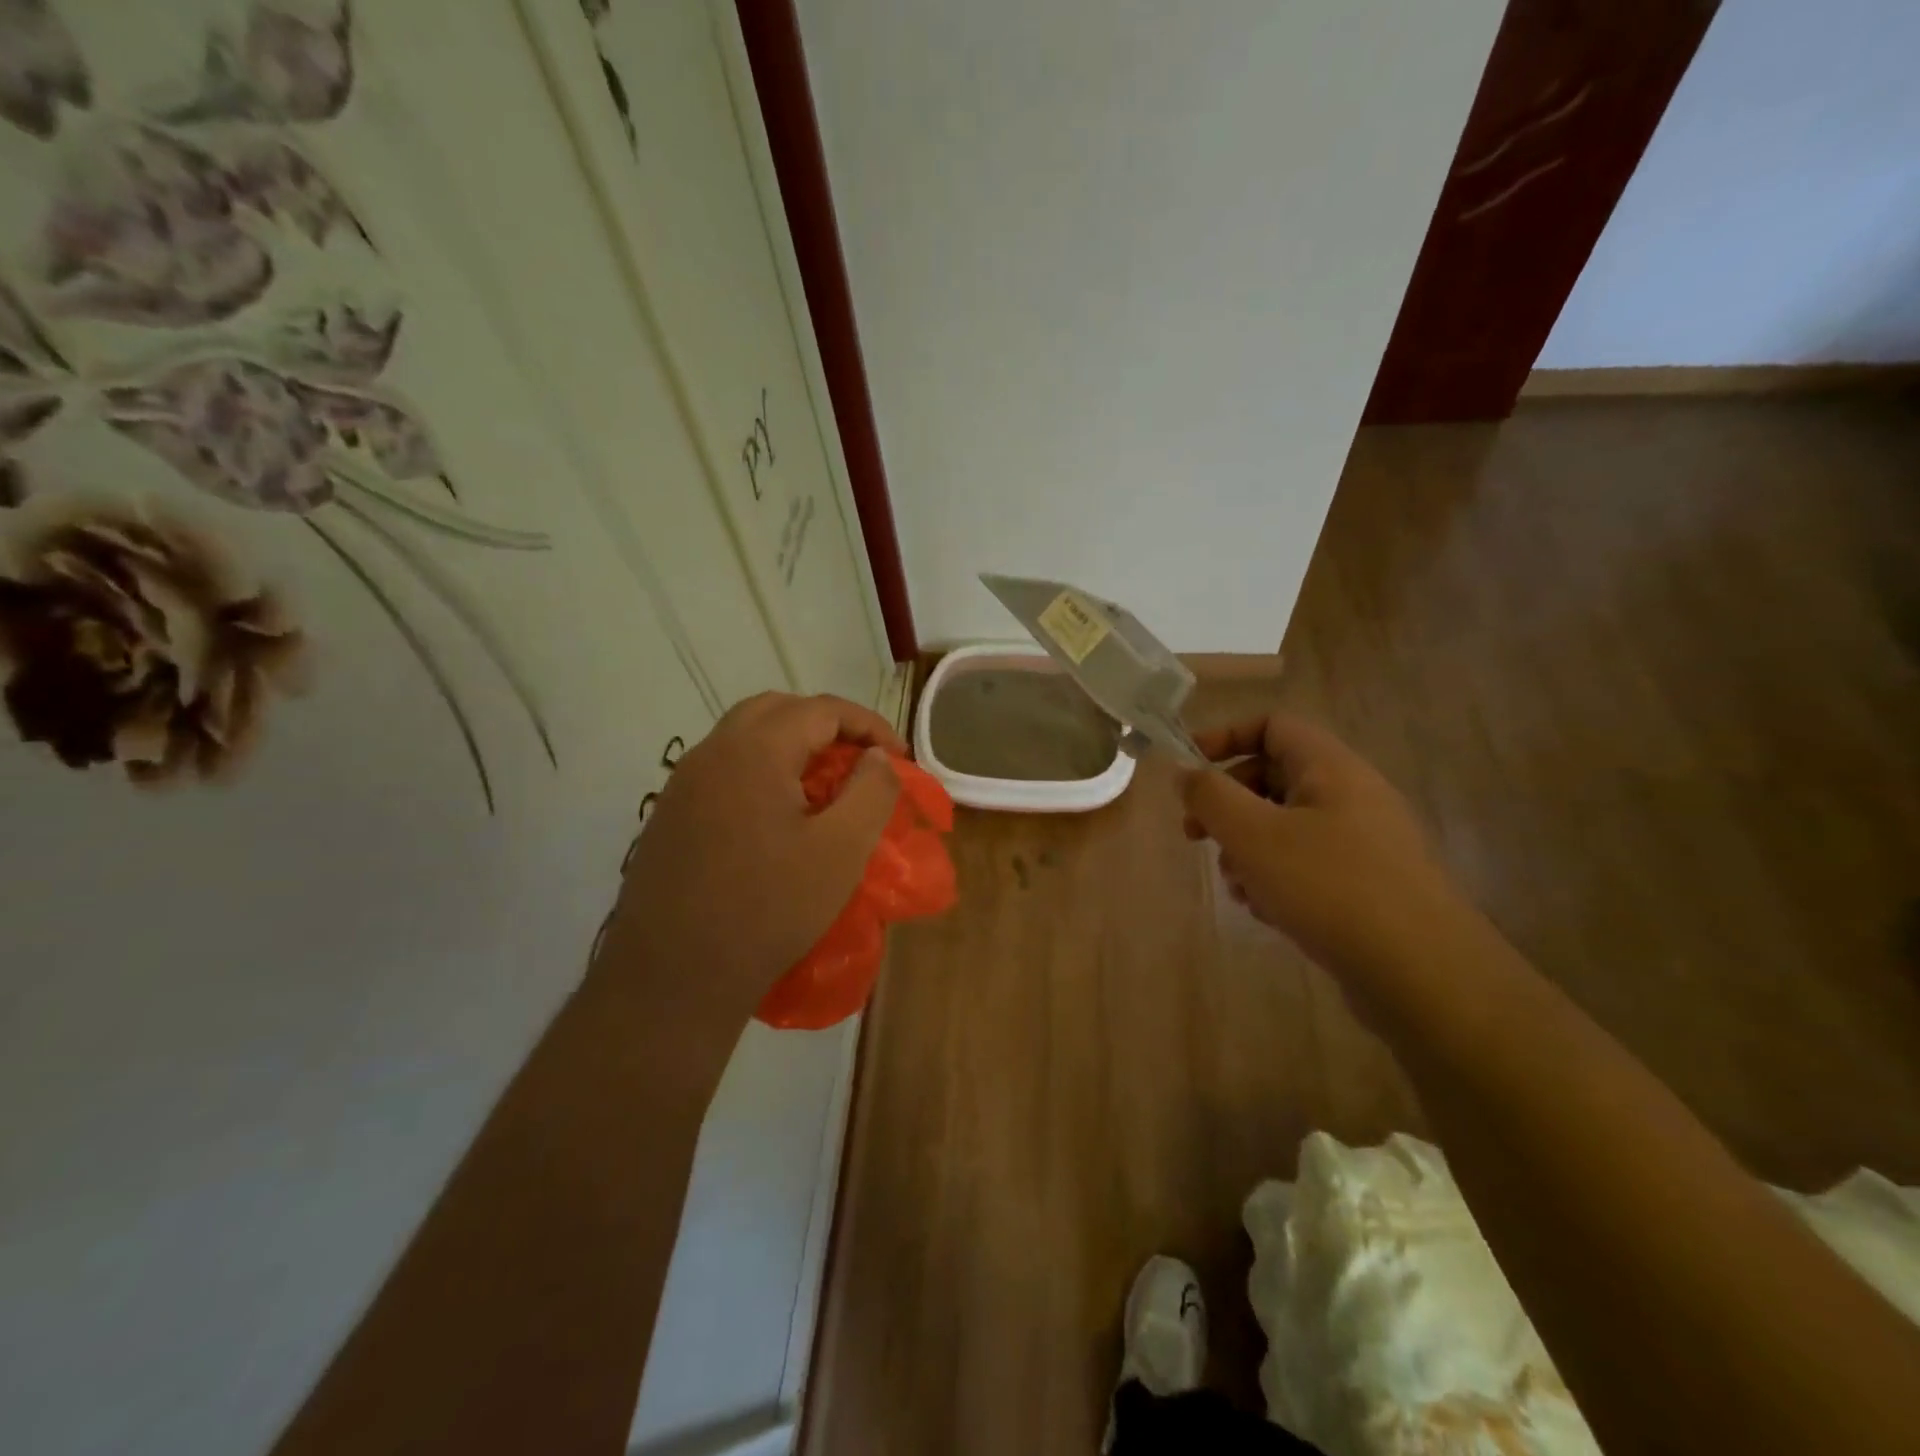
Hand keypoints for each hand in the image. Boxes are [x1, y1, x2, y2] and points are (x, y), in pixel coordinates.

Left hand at [606, 692, 904, 1028]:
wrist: (673, 977)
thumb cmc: (768, 909)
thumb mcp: (841, 851)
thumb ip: (871, 791)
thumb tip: (876, 756)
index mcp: (755, 751)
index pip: (821, 709)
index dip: (868, 725)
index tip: (899, 758)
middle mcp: (712, 752)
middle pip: (777, 710)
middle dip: (827, 725)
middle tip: (860, 761)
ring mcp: (683, 783)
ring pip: (745, 736)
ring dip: (791, 745)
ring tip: (824, 785)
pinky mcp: (670, 814)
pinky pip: (723, 769)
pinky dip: (761, 770)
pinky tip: (777, 816)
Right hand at [1182, 714, 1469, 984]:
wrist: (1422, 973)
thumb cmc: (1329, 887)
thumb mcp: (1253, 834)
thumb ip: (1210, 796)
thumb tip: (1185, 773)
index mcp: (1330, 768)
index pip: (1272, 725)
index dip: (1225, 737)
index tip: (1187, 770)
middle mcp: (1350, 796)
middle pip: (1272, 778)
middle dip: (1227, 805)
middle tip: (1194, 835)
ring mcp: (1361, 842)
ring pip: (1284, 826)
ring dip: (1246, 849)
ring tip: (1238, 886)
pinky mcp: (1365, 884)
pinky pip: (1305, 864)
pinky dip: (1276, 878)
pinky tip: (1267, 911)